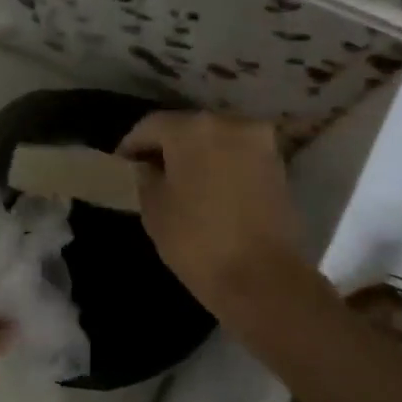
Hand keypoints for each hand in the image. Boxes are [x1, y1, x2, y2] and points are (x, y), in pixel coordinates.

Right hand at [116, 111, 306, 317]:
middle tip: (150, 170)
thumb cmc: (197, 242)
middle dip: (168, 146)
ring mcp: (260, 142)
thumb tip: (150, 167)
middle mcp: (230, 123)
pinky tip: (210, 188)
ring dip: (198, 154)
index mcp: (193, 128)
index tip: (122, 164)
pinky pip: (239, 156)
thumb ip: (146, 177)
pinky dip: (222, 165)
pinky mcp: (278, 165)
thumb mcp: (154, 209)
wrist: (263, 278)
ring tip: (182, 181)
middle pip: (188, 127)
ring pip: (217, 139)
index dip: (132, 144)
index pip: (151, 125)